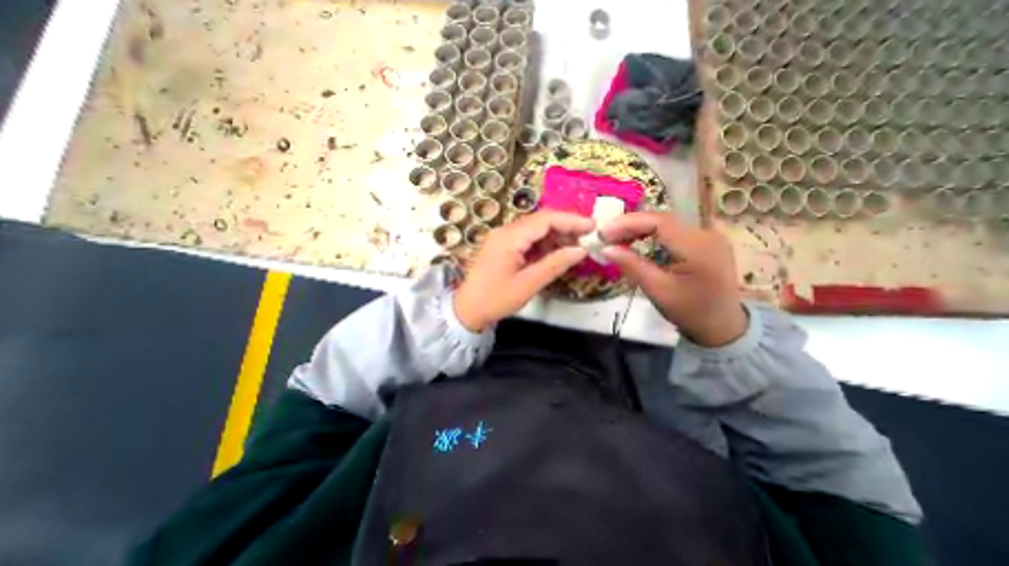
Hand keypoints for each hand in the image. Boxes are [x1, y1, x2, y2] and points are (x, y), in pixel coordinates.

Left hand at [457, 209, 592, 331]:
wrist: (467, 310)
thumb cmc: (495, 299)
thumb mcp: (528, 284)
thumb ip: (555, 265)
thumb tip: (581, 250)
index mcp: (510, 238)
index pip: (545, 219)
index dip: (571, 220)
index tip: (592, 227)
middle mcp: (505, 231)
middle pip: (540, 220)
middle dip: (566, 226)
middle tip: (588, 237)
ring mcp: (502, 238)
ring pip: (534, 229)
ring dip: (555, 235)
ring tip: (576, 246)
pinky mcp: (502, 246)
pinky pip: (527, 238)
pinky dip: (544, 243)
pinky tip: (556, 252)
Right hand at [598, 209, 747, 346]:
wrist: (722, 326)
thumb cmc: (690, 312)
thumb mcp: (657, 290)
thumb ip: (632, 266)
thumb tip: (606, 248)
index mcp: (698, 247)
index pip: (659, 221)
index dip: (628, 223)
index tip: (603, 232)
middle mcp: (706, 234)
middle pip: (662, 219)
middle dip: (630, 225)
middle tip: (605, 235)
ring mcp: (707, 236)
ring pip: (666, 224)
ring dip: (638, 229)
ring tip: (615, 238)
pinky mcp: (704, 242)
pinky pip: (672, 232)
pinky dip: (650, 234)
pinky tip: (635, 241)